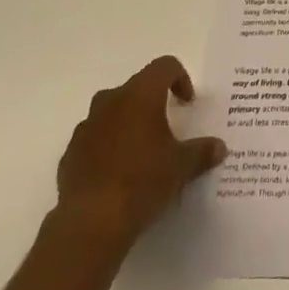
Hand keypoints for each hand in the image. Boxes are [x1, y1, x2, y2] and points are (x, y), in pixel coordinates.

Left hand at [52, 55, 225, 257]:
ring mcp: (86, 127)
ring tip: (141, 153)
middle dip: (152, 102)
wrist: (91, 223)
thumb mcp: (181, 166)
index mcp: (140, 95)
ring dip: (127, 124)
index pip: (164, 66)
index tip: (187, 104)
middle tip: (166, 128)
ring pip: (111, 112)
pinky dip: (107, 147)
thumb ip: (202, 151)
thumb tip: (219, 147)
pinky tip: (117, 175)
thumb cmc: (143, 181)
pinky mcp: (70, 154)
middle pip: (136, 87)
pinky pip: (94, 140)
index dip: (180, 78)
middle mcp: (111, 101)